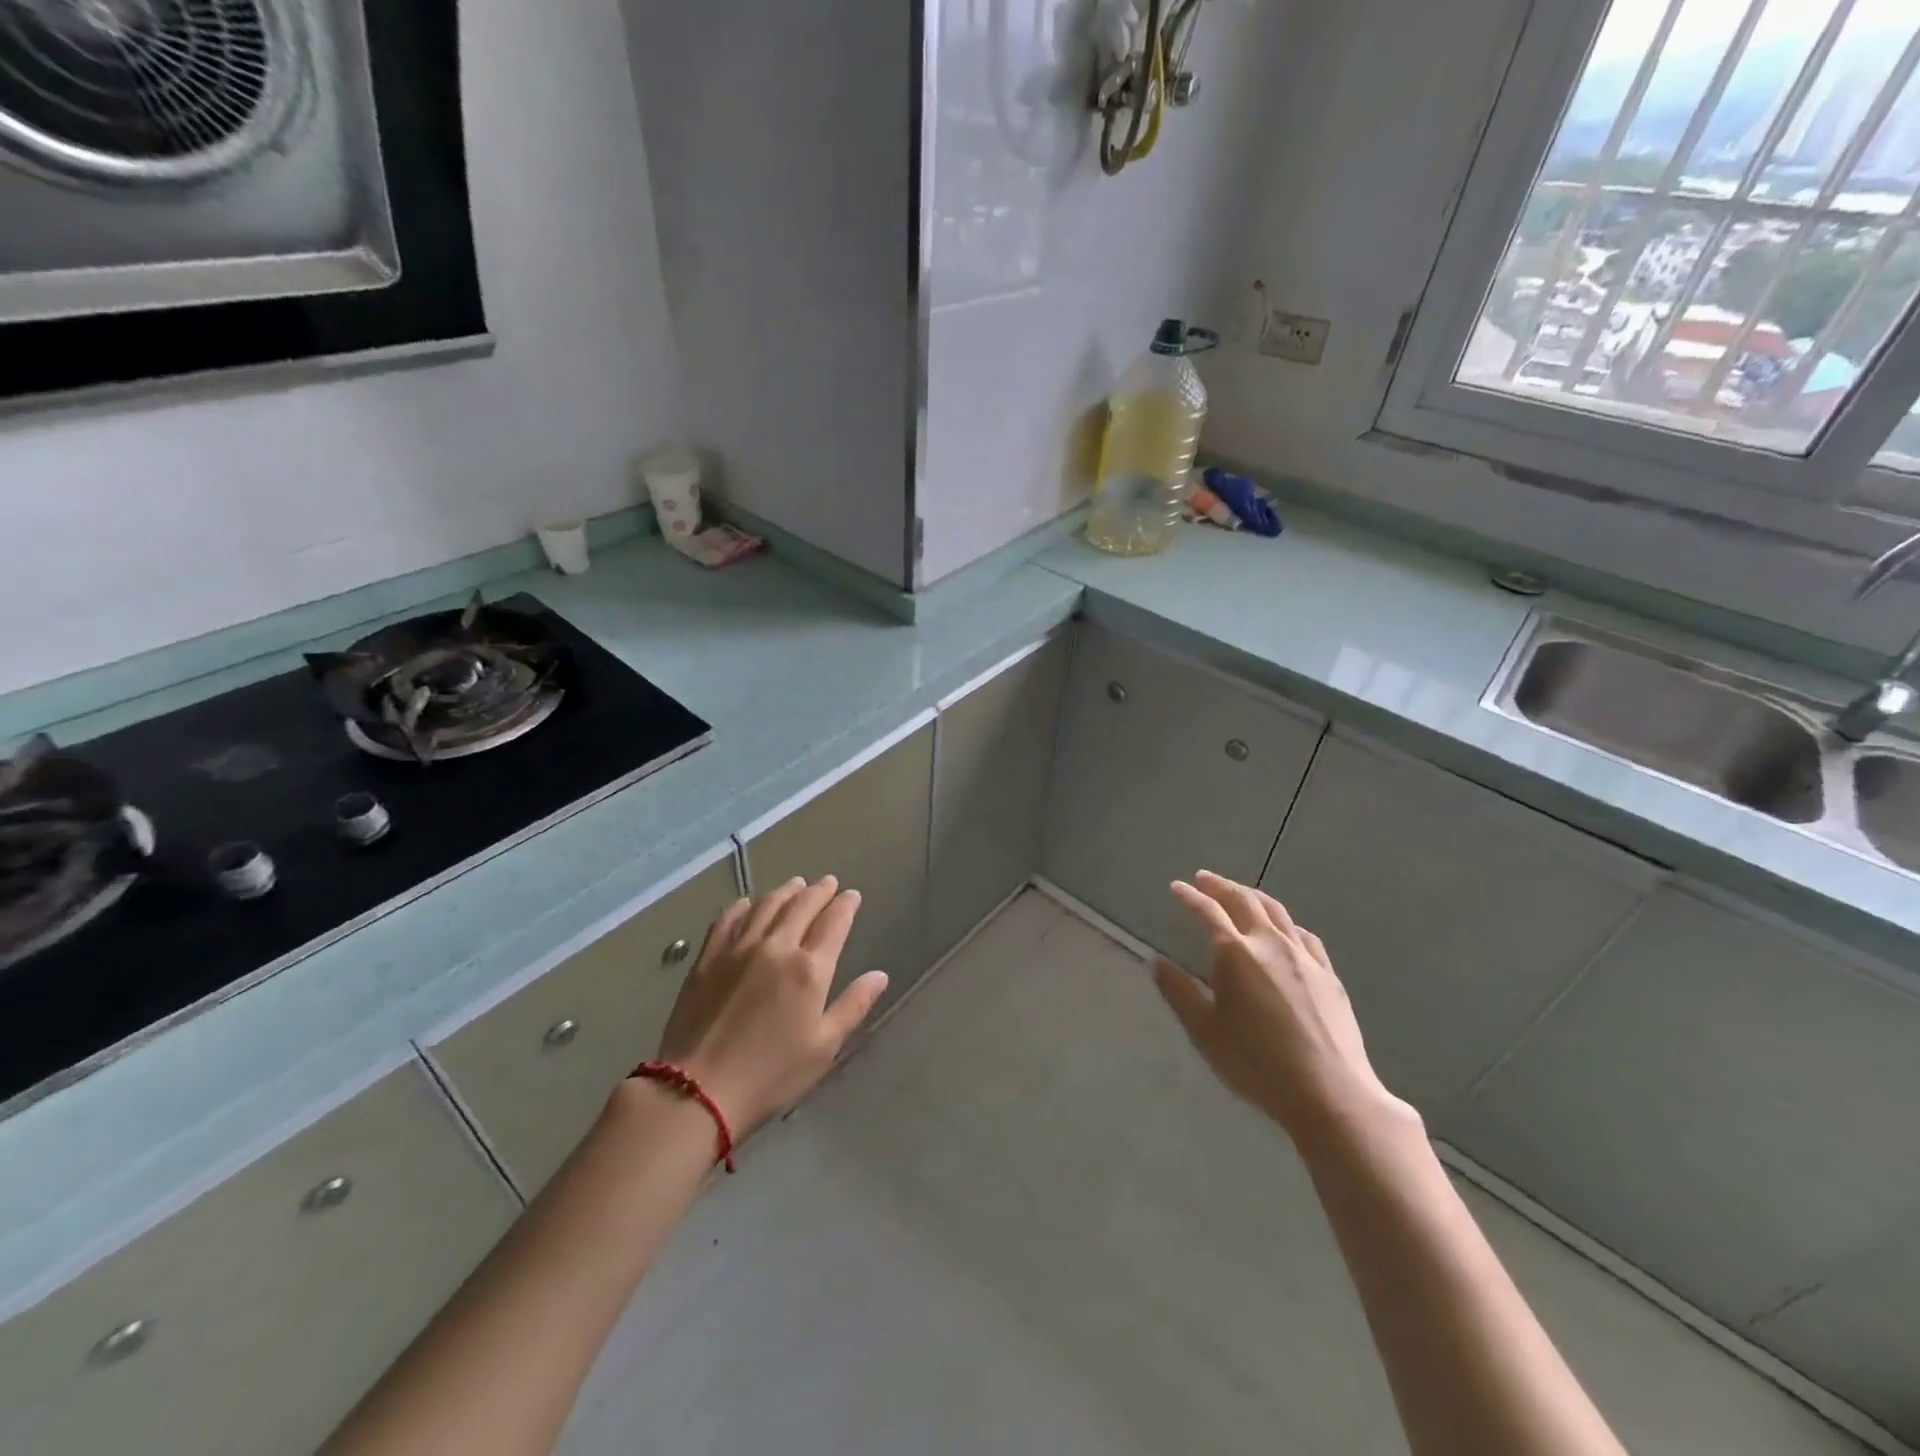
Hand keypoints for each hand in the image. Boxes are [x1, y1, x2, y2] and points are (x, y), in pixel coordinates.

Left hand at [654, 876, 887, 1136]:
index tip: (852, 895)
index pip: (834, 922)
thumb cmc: (771, 1075)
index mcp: (809, 969)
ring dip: (785, 891)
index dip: (845, 905)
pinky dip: (743, 905)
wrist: (697, 1090)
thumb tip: (880, 975)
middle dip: (819, 891)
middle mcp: (776, 947)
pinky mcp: (708, 958)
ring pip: (767, 905)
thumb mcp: (823, 1047)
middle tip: (828, 883)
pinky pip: (728, 918)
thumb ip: (853, 1005)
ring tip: (796, 884)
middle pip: (802, 905)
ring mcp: (738, 948)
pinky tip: (748, 903)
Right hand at [1153, 870, 1408, 1146]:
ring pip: (1276, 911)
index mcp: (1235, 953)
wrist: (1329, 1092)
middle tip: (1205, 879)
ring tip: (1240, 893)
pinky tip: (1284, 929)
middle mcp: (1269, 943)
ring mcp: (1303, 956)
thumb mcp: (1204, 1031)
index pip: (1207, 911)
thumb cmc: (1256, 1063)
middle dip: (1221, 886)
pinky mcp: (1328, 974)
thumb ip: (1178, 992)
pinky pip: (1303, 934)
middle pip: (1244, 900)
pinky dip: (1285, 922)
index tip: (1177, 887)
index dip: (1190, 896)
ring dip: (1252, 896)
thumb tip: (1156, 962)